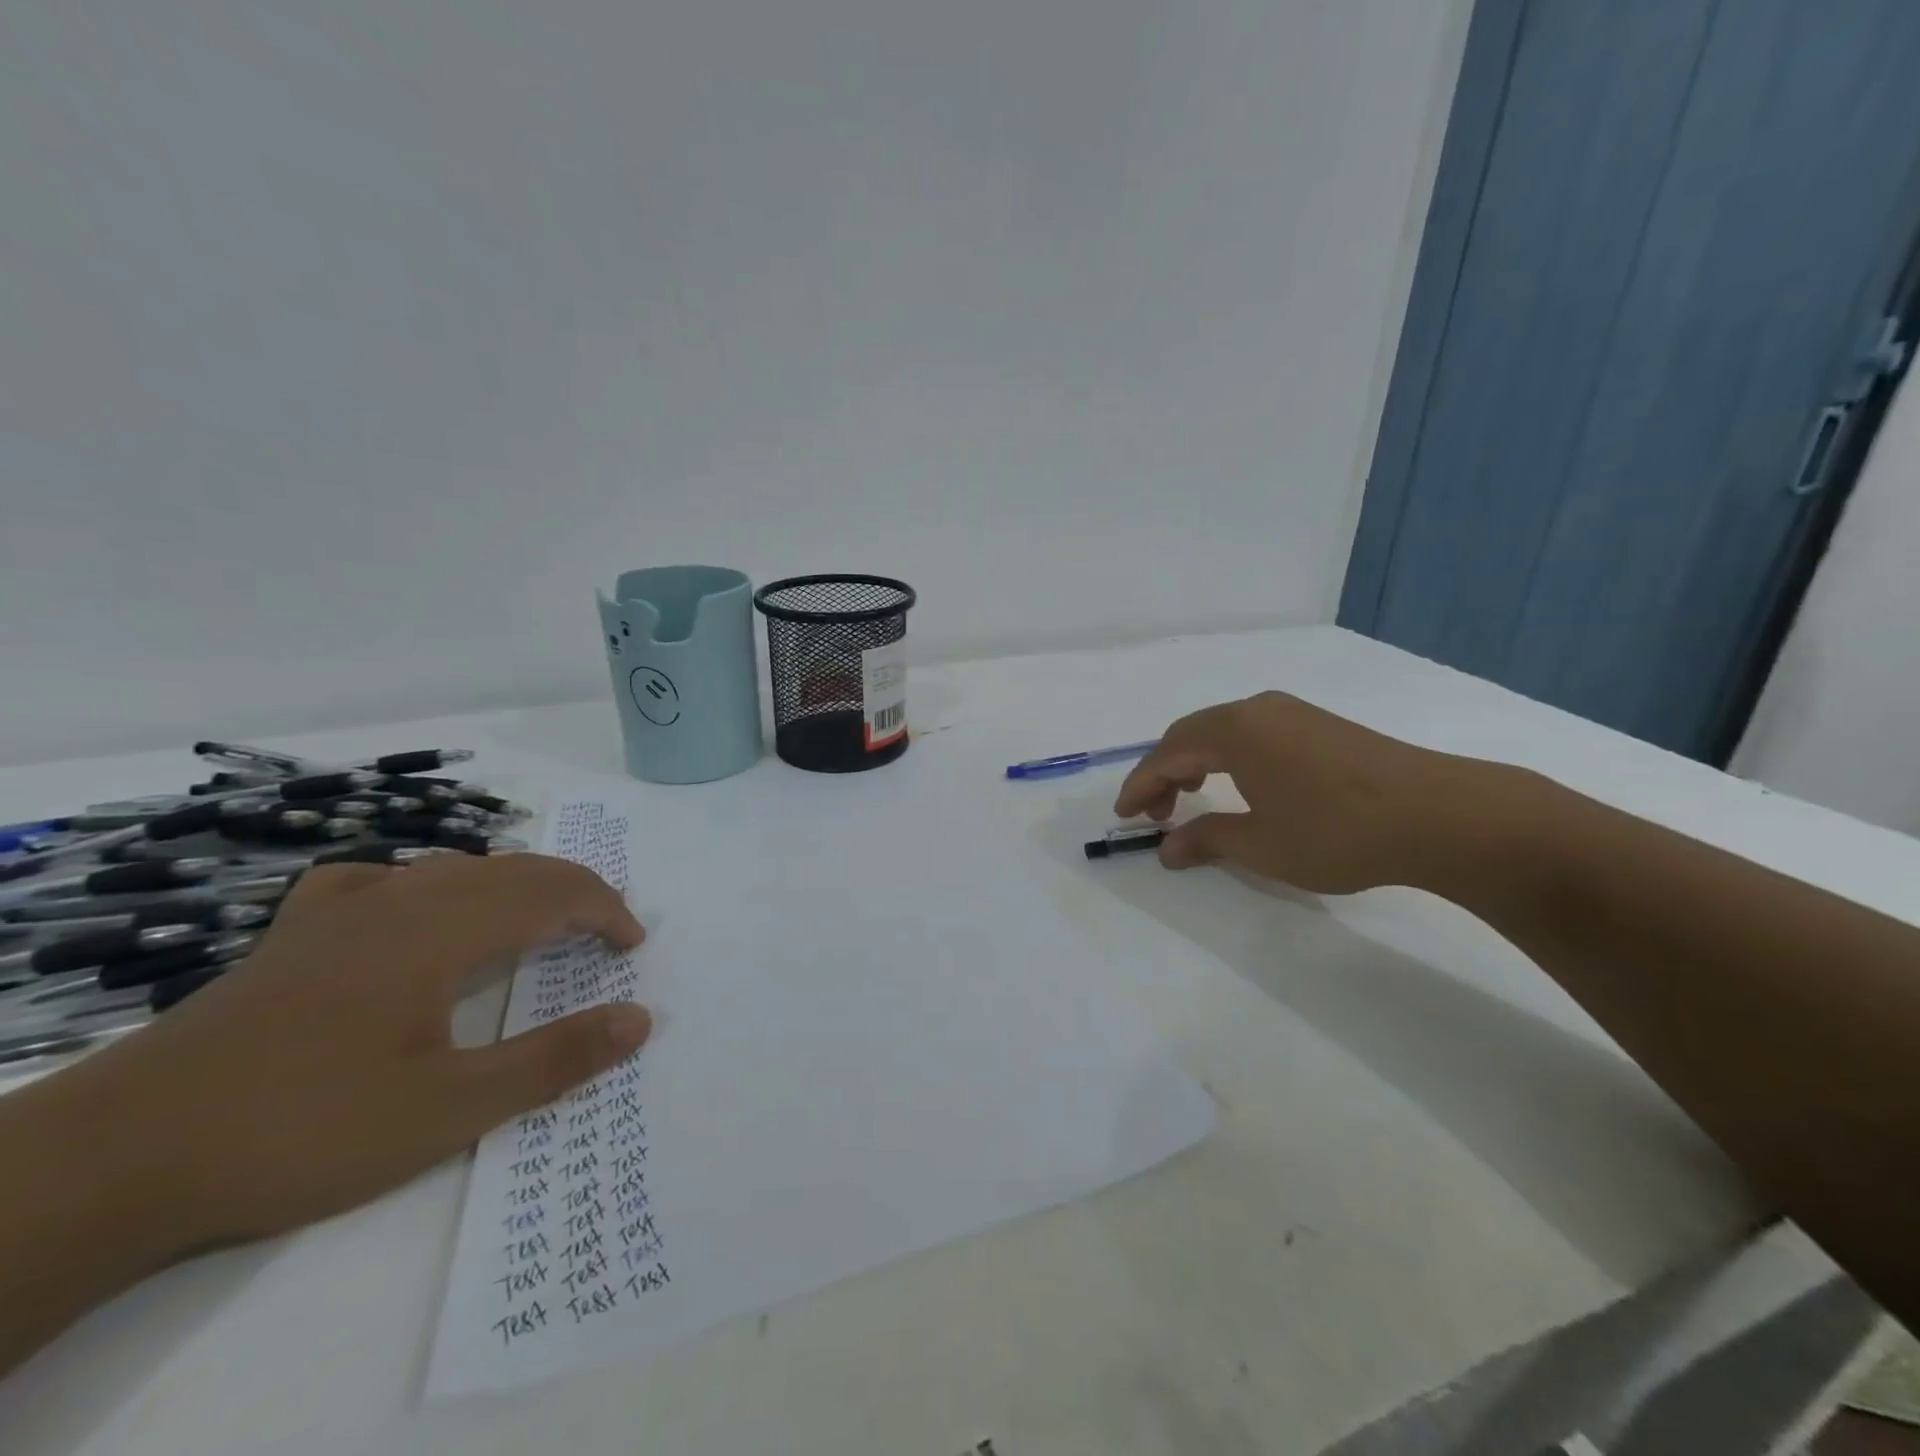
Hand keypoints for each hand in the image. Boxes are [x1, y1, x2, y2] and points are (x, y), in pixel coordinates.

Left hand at [60, 853, 650, 1253]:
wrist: (118, 1157)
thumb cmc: (303, 1128)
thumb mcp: (448, 1110)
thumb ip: (553, 1058)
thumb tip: (641, 1018)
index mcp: (442, 930)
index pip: (551, 892)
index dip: (604, 910)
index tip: (632, 945)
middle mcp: (400, 901)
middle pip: (511, 870)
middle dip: (572, 892)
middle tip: (604, 933)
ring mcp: (340, 912)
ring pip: (452, 868)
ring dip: (511, 886)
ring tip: (533, 923)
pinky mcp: (293, 935)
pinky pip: (377, 882)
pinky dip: (423, 885)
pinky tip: (411, 910)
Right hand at [1115, 691, 1498, 893]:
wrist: (1440, 815)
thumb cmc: (1337, 832)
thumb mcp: (1262, 845)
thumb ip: (1207, 841)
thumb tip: (1167, 849)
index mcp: (1234, 731)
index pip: (1168, 754)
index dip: (1140, 786)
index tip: (1124, 816)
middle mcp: (1257, 709)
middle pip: (1190, 734)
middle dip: (1165, 773)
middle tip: (1156, 813)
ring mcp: (1292, 712)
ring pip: (1222, 730)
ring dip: (1196, 762)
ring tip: (1192, 799)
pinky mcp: (1320, 724)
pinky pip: (1252, 732)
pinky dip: (1228, 757)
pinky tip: (1242, 786)